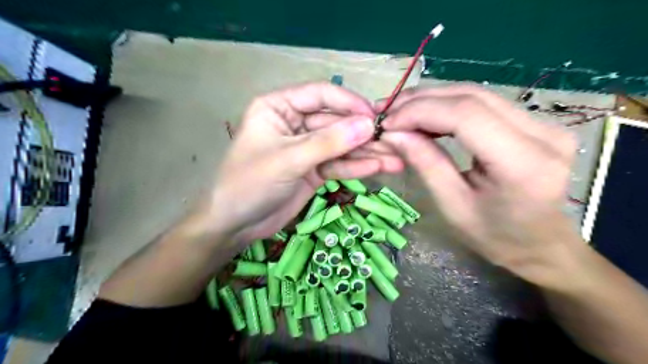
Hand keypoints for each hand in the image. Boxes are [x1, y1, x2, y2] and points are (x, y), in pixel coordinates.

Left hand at [200, 83, 402, 244]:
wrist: (235, 224)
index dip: (349, 103)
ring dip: (367, 153)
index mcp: (279, 107)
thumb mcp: (288, 159)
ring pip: (340, 146)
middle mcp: (295, 123)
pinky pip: (338, 164)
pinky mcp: (313, 170)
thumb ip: (328, 142)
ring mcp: (306, 148)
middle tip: (394, 142)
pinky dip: (356, 167)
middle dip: (363, 134)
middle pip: (335, 122)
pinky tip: (379, 168)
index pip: (320, 94)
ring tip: (396, 160)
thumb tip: (368, 125)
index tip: (374, 117)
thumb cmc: (250, 183)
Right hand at [377, 84, 579, 287]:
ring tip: (400, 111)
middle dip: (422, 100)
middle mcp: (543, 134)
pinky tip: (426, 114)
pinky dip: (448, 105)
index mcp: (524, 165)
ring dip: (433, 98)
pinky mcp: (536, 122)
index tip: (387, 124)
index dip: (420, 112)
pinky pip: (484, 103)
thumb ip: (426, 164)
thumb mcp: (452, 206)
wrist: (540, 244)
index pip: (466, 116)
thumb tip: (393, 133)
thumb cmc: (495, 236)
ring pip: (476, 94)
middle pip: (471, 97)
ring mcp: (544, 123)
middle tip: (388, 112)